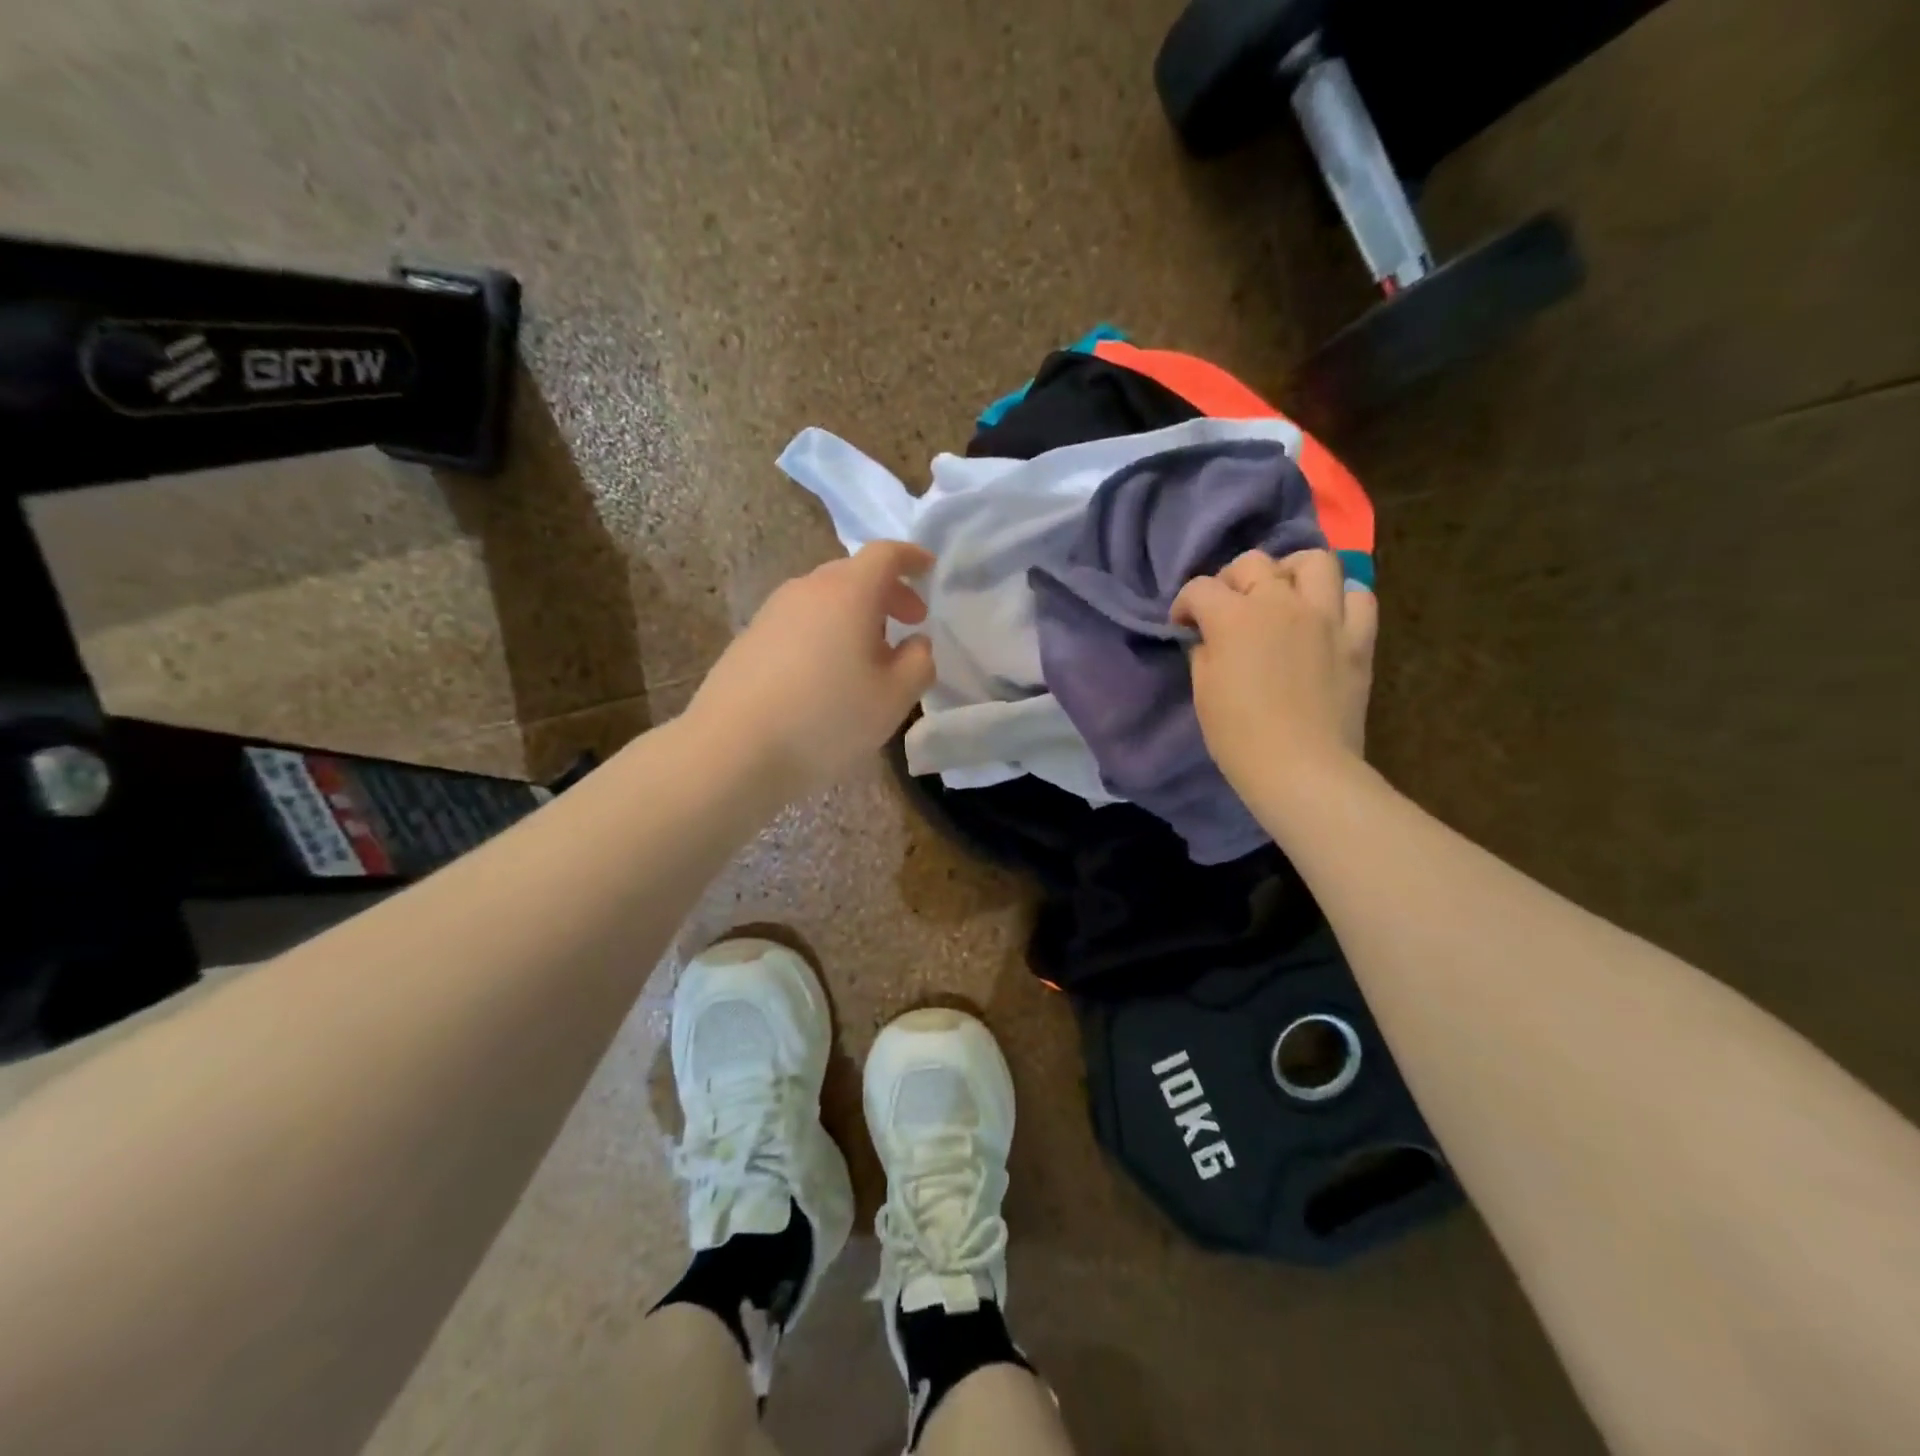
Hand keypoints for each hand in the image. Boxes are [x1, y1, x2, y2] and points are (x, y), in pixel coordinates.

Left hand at [685, 540, 936, 799]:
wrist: (731, 749)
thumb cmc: (825, 719)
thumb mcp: (893, 698)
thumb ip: (919, 663)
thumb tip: (915, 643)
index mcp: (848, 592)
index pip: (885, 554)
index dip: (912, 558)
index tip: (929, 570)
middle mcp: (807, 589)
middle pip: (854, 574)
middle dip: (887, 592)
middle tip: (910, 623)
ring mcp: (773, 612)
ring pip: (825, 598)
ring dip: (855, 614)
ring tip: (870, 655)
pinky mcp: (750, 638)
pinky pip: (801, 621)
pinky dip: (826, 631)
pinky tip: (828, 673)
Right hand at [1171, 549, 1377, 802]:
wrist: (1301, 769)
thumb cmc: (1239, 736)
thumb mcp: (1203, 692)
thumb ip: (1204, 652)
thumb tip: (1209, 637)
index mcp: (1234, 617)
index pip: (1200, 589)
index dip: (1184, 605)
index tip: (1183, 626)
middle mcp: (1281, 603)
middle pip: (1252, 564)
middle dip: (1231, 581)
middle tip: (1227, 609)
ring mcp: (1326, 617)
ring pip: (1314, 562)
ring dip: (1291, 572)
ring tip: (1283, 595)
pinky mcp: (1358, 638)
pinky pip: (1357, 596)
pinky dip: (1339, 598)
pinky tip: (1325, 617)